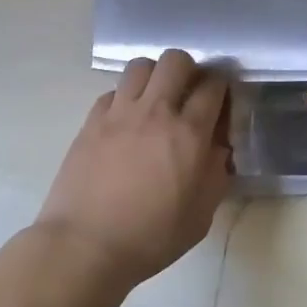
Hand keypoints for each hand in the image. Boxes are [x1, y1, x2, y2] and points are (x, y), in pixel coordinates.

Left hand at [37, 50, 231, 293]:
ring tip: (154, 99)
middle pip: (176, 60)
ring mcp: (119, 113)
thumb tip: (217, 149)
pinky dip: (124, 98)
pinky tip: (125, 121)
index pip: (213, 86)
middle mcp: (156, 112)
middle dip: (188, 70)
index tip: (219, 100)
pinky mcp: (91, 121)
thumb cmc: (150, 238)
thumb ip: (215, 174)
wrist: (85, 246)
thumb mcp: (200, 215)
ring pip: (141, 66)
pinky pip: (112, 91)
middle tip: (187, 93)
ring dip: (154, 76)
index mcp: (189, 134)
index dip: (221, 87)